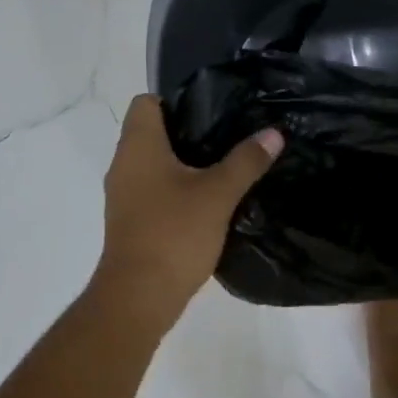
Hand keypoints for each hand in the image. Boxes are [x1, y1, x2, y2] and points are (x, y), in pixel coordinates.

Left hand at [92, 94, 283, 330]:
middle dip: (190, 133)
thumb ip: (246, 161)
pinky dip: (177, 190)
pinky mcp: (131, 221)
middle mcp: (124, 164)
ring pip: (154, 164)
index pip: (146, 102)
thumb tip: (273, 133)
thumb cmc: (174, 233)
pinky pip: (154, 190)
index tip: (212, 111)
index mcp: (138, 146)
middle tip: (229, 137)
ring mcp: (124, 195)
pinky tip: (208, 202)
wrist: (138, 297)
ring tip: (224, 167)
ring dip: (185, 164)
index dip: (176, 100)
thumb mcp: (218, 194)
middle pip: (153, 132)